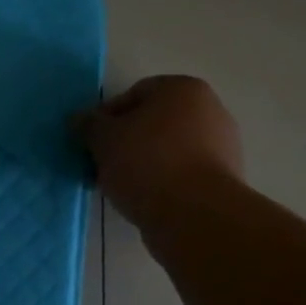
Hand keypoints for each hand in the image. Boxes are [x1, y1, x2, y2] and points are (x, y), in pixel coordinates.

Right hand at [78, 75, 243, 227]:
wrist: (196, 216)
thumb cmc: (148, 163)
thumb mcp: (104, 139)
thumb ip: (89, 124)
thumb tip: (80, 120)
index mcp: (184, 89)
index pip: (134, 94)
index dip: (107, 117)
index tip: (92, 142)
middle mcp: (211, 110)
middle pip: (154, 122)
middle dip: (126, 142)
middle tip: (103, 164)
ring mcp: (223, 146)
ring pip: (168, 150)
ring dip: (144, 164)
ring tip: (121, 187)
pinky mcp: (225, 180)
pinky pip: (183, 174)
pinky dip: (164, 183)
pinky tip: (145, 200)